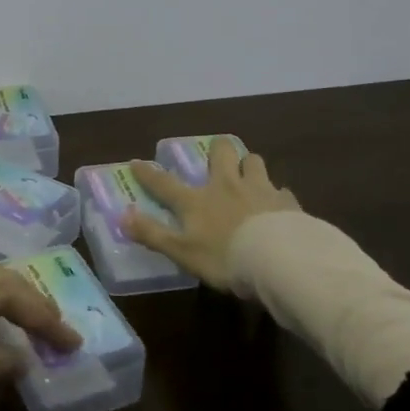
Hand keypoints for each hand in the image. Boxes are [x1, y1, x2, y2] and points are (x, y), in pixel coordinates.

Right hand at [125, 138, 299, 292]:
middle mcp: (226, 186)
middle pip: (221, 153)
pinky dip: (277, 195)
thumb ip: (152, 234)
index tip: (136, 162)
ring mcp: (259, 190)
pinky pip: (281, 191)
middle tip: (217, 158)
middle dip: (217, 150)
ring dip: (248, 165)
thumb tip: (122, 216)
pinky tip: (278, 205)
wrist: (280, 260)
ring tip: (248, 175)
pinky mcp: (287, 202)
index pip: (165, 183)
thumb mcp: (182, 252)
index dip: (149, 173)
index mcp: (197, 201)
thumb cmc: (225, 258)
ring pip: (253, 161)